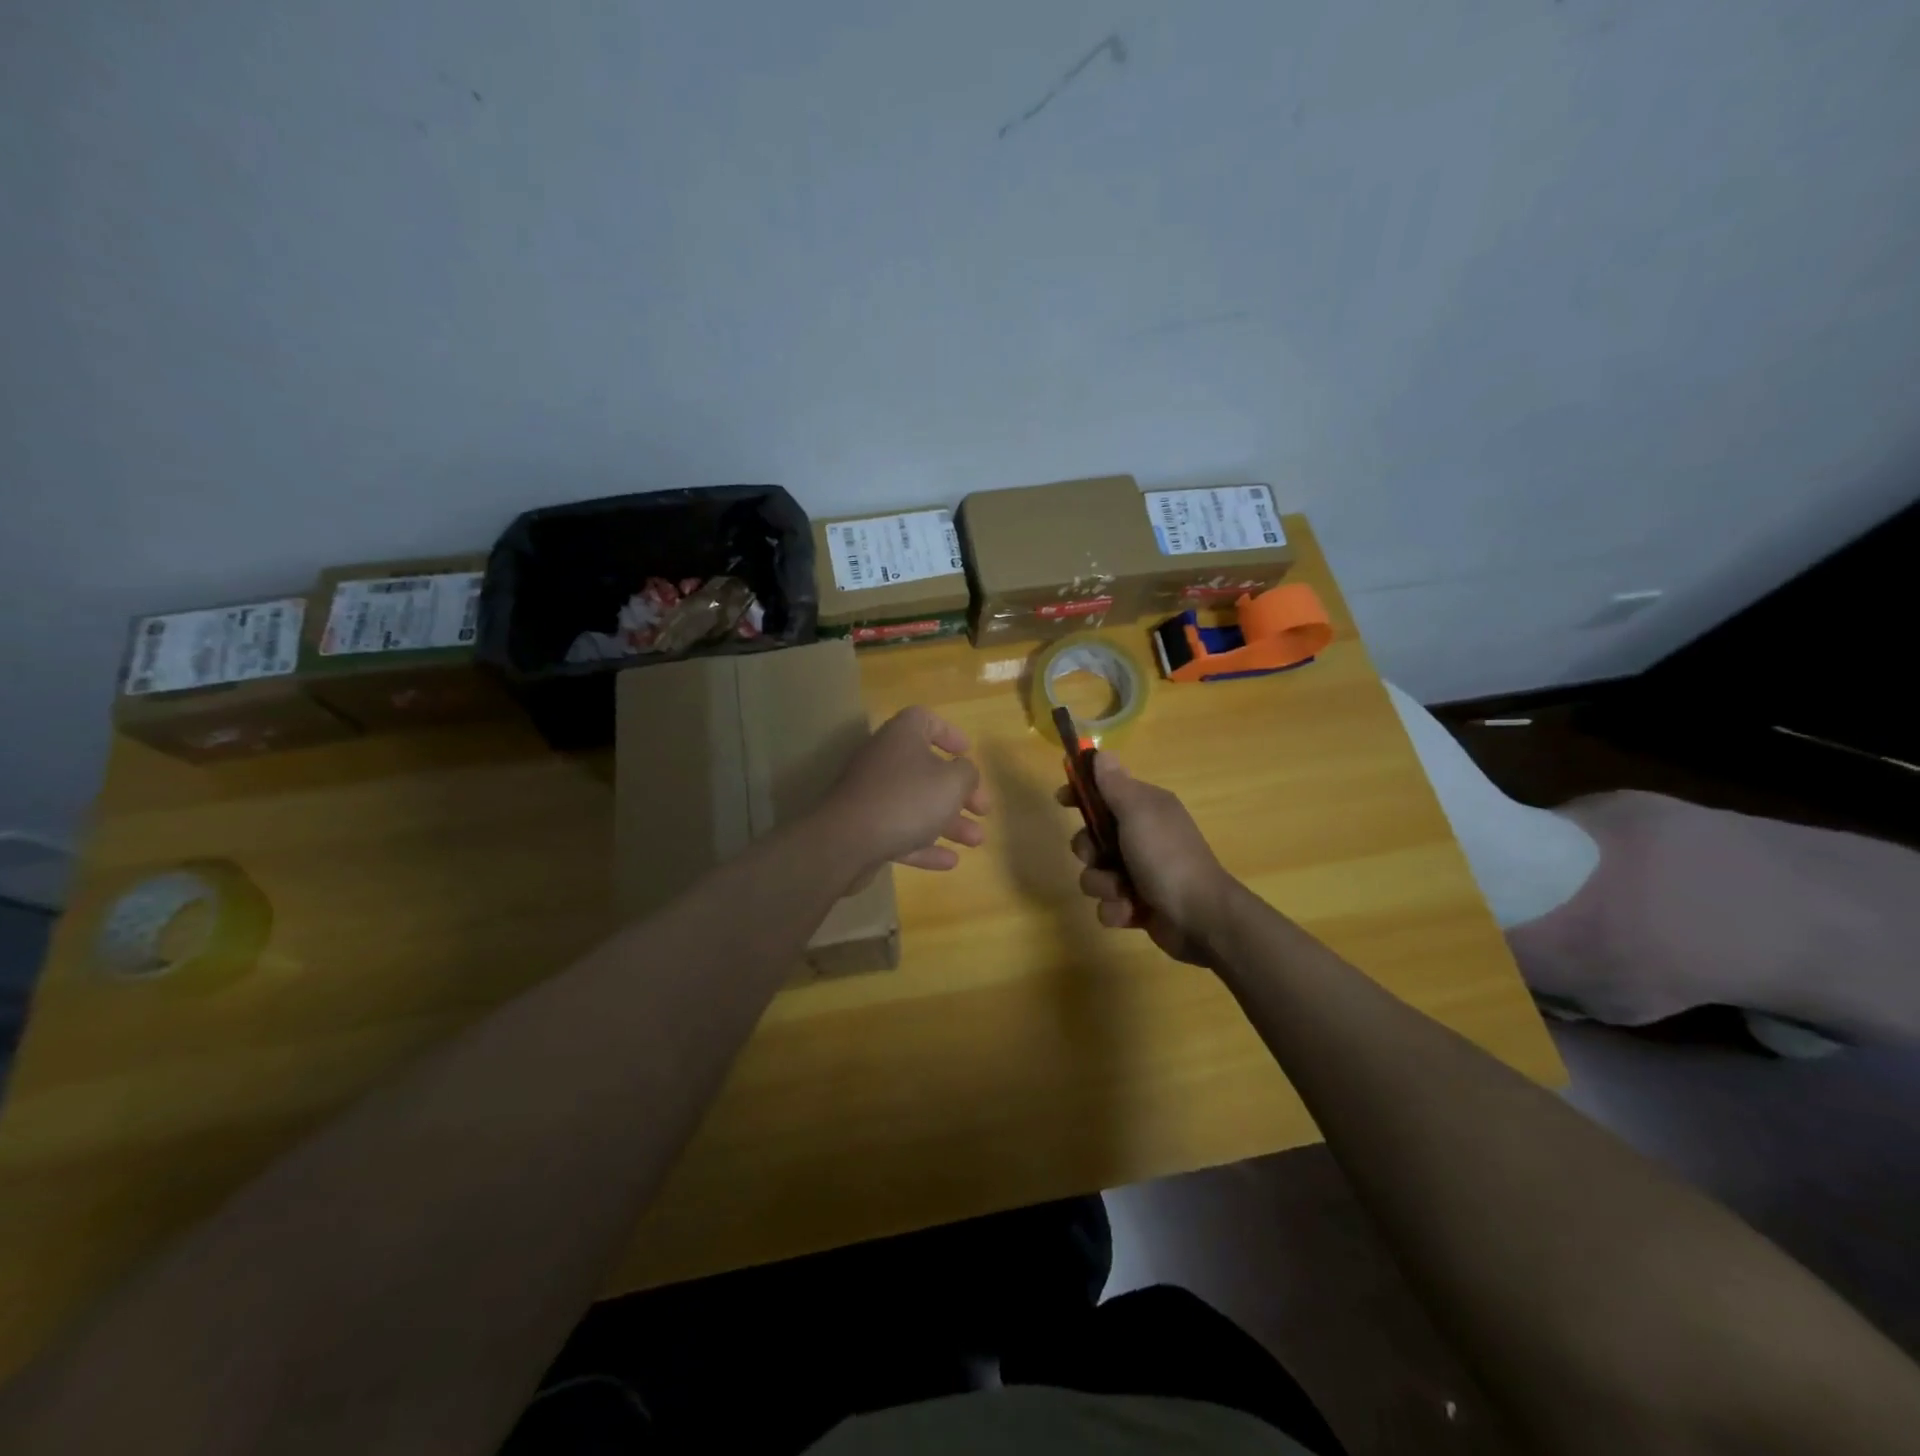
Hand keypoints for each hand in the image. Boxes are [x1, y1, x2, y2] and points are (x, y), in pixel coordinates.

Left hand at [820, 706, 988, 875]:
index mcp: (902, 736)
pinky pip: (900, 830)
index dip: (949, 733)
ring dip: (948, 822)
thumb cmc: (907, 799)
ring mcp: (872, 794)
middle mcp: (884, 759)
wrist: (846, 841)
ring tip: (976, 841)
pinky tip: (950, 862)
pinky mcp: (864, 827)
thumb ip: (967, 773)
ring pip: (916, 804)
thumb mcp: (952, 782)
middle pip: (927, 768)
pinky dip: (924, 844)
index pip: (925, 720)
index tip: (967, 753)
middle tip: (983, 809)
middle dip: (959, 791)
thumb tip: (964, 771)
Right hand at [1062, 754, 1235, 966]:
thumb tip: (1100, 752)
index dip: (1081, 793)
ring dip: (1102, 884)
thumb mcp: (1138, 812)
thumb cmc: (1166, 856)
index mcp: (1145, 809)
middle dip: (1088, 850)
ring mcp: (1140, 873)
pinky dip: (1116, 909)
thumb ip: (1115, 784)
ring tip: (1122, 891)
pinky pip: (1108, 904)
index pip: (1105, 791)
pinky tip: (1132, 911)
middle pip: (1091, 836)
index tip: (1062, 799)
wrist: (1200, 917)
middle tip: (1098, 856)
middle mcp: (1142, 836)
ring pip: (1095, 873)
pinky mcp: (1138, 905)